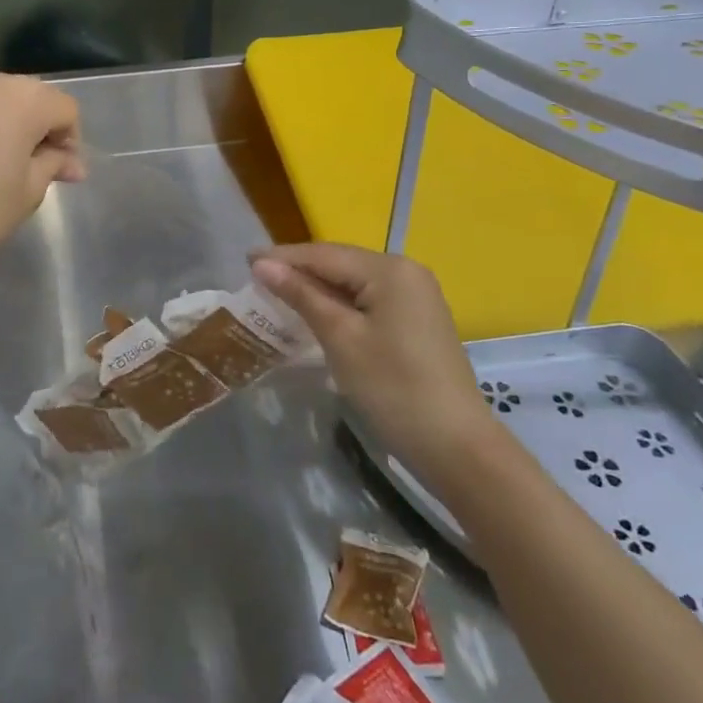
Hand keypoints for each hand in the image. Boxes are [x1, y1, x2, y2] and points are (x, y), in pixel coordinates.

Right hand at [250, 244, 494, 464]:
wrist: (457, 447)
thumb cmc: (393, 387)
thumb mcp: (340, 338)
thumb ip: (301, 295)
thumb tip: (261, 264)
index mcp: (389, 269)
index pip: (324, 254)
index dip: (283, 257)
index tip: (244, 259)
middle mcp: (406, 271)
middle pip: (340, 263)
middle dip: (299, 269)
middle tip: (257, 277)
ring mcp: (416, 295)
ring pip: (354, 281)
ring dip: (318, 287)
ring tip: (278, 291)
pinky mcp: (418, 319)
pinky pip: (369, 298)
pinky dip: (340, 303)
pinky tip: (317, 312)